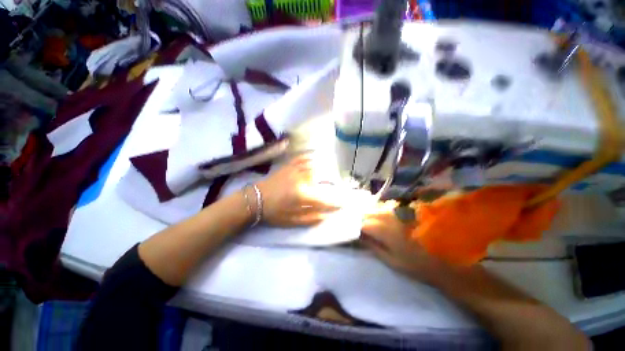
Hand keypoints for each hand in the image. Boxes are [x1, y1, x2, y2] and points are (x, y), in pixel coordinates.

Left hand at [256, 154, 343, 226]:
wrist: (255, 199)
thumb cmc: (273, 212)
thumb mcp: (291, 221)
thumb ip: (310, 218)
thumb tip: (326, 216)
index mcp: (302, 195)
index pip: (324, 199)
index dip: (335, 203)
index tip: (343, 204)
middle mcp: (302, 180)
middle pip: (321, 179)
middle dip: (330, 184)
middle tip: (332, 188)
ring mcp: (295, 170)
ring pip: (314, 167)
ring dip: (322, 169)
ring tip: (326, 173)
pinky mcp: (288, 165)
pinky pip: (302, 158)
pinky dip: (309, 156)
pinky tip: (313, 156)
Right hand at [361, 201, 437, 280]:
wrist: (445, 259)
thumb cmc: (416, 264)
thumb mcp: (392, 261)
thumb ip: (373, 247)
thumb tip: (360, 238)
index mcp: (385, 230)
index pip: (363, 224)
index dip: (356, 227)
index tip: (353, 232)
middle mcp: (389, 217)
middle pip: (368, 213)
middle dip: (360, 219)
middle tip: (358, 227)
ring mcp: (397, 212)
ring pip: (376, 209)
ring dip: (369, 215)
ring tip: (367, 224)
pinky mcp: (403, 211)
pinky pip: (385, 209)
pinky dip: (378, 214)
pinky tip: (379, 220)